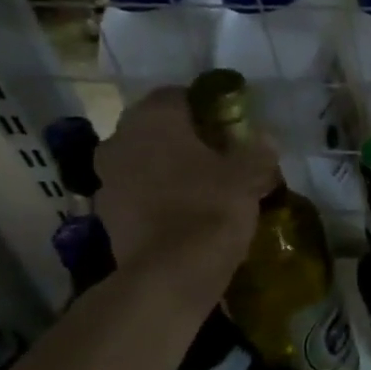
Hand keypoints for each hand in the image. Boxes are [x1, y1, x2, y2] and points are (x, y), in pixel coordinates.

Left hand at [93, 88, 279, 289]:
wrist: (170, 273)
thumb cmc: (211, 209)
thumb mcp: (249, 175)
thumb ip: (257, 151)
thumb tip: (263, 139)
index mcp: (153, 120)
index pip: (177, 95)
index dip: (206, 107)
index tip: (230, 125)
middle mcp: (120, 140)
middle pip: (157, 129)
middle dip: (186, 139)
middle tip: (221, 155)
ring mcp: (107, 179)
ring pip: (145, 161)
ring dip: (170, 168)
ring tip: (205, 187)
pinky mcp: (106, 214)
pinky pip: (138, 193)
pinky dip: (159, 196)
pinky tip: (187, 213)